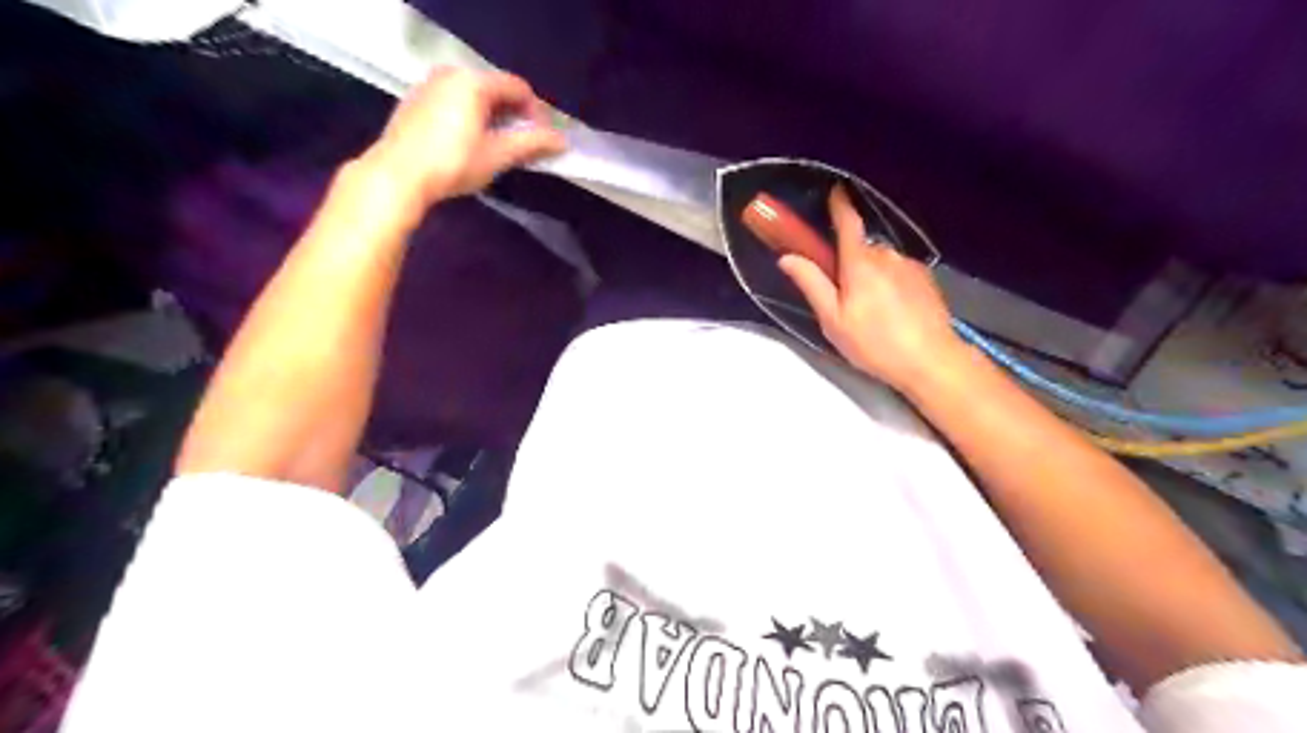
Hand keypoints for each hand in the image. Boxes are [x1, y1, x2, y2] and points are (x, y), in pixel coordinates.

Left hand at [369, 65, 570, 203]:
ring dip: (492, 117)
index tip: (542, 140)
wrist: (397, 175)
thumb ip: (532, 144)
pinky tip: (469, 144)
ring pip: (473, 96)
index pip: (518, 88)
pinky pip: (453, 101)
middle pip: (495, 89)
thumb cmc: (453, 163)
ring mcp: (429, 85)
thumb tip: (562, 141)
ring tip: (497, 146)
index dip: (536, 114)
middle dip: (514, 115)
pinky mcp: (415, 101)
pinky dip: (469, 117)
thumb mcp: (498, 155)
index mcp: (474, 82)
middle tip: (522, 144)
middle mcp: (451, 74)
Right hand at [775, 185, 966, 390]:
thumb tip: (787, 257)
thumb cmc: (874, 343)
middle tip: (842, 295)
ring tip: (871, 312)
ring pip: (881, 262)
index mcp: (860, 263)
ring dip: (871, 275)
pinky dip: (890, 284)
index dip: (839, 205)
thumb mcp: (833, 319)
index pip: (847, 223)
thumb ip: (812, 284)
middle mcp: (886, 256)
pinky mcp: (926, 279)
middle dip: (849, 262)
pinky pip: (899, 272)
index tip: (835, 191)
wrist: (931, 360)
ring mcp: (910, 266)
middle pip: (861, 248)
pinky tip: (893, 312)